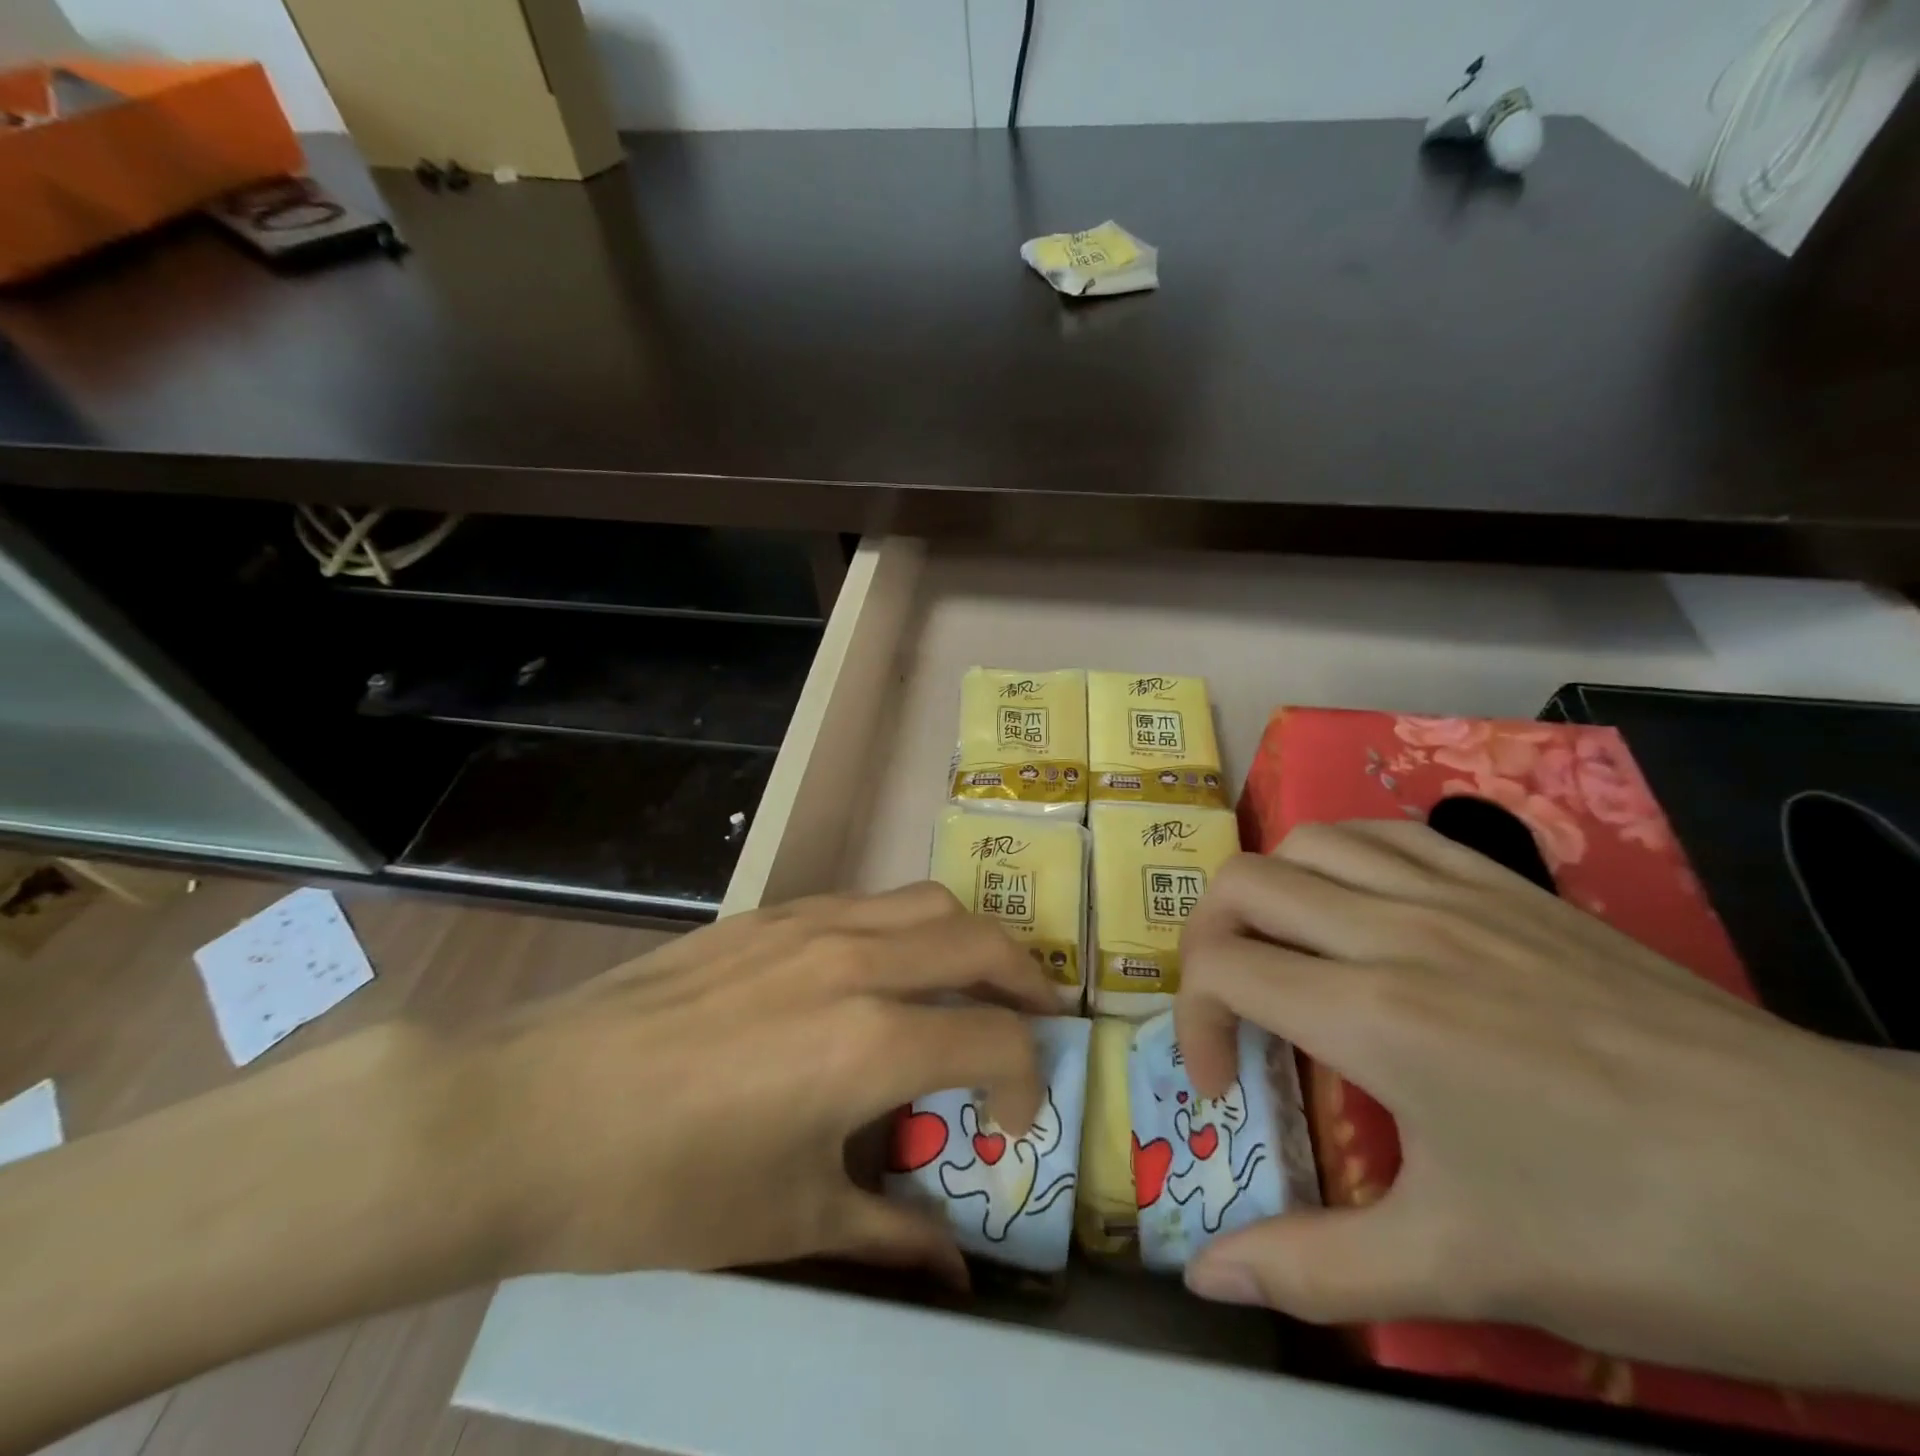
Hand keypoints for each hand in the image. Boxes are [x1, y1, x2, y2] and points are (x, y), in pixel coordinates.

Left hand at [478, 882, 1053, 1284]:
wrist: (528, 1111)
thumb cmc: (660, 1187)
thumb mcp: (786, 1222)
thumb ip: (888, 1236)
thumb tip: (955, 1274)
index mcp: (873, 1041)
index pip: (998, 1040)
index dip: (1026, 1084)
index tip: (1010, 1124)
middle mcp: (858, 961)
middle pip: (981, 940)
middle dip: (1026, 982)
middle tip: (1032, 1023)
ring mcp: (811, 923)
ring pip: (927, 901)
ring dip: (967, 941)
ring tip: (967, 985)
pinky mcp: (769, 912)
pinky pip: (866, 901)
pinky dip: (903, 927)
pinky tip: (878, 972)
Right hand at [1175, 821, 1919, 1401]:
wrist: (1863, 1195)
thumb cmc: (1648, 1237)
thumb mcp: (1466, 1272)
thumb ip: (1315, 1269)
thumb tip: (1205, 1278)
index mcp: (1374, 1014)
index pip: (1221, 968)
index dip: (1191, 1022)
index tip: (1224, 1088)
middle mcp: (1395, 930)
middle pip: (1242, 883)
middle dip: (1206, 940)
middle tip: (1232, 1008)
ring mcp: (1457, 895)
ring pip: (1307, 841)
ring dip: (1268, 892)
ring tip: (1286, 954)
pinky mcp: (1509, 885)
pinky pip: (1388, 833)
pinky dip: (1342, 857)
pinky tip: (1359, 908)